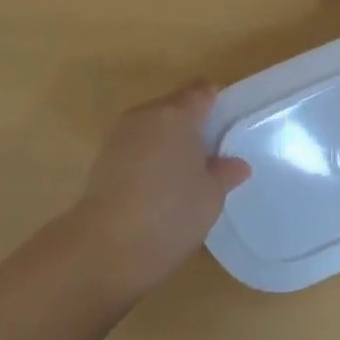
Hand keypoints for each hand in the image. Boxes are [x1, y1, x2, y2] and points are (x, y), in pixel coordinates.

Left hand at [62, 81, 250, 298]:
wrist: (106, 246)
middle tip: (212, 155)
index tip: (229, 126)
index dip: (217, 104)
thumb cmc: (170, 213)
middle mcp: (145, 116)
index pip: (201, 93)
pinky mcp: (103, 160)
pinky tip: (160, 187)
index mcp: (176, 114)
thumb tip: (236, 164)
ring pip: (153, 129)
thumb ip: (225, 173)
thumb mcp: (210, 196)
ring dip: (168, 143)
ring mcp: (119, 136)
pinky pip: (136, 149)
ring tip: (186, 174)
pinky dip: (149, 159)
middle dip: (192, 125)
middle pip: (174, 108)